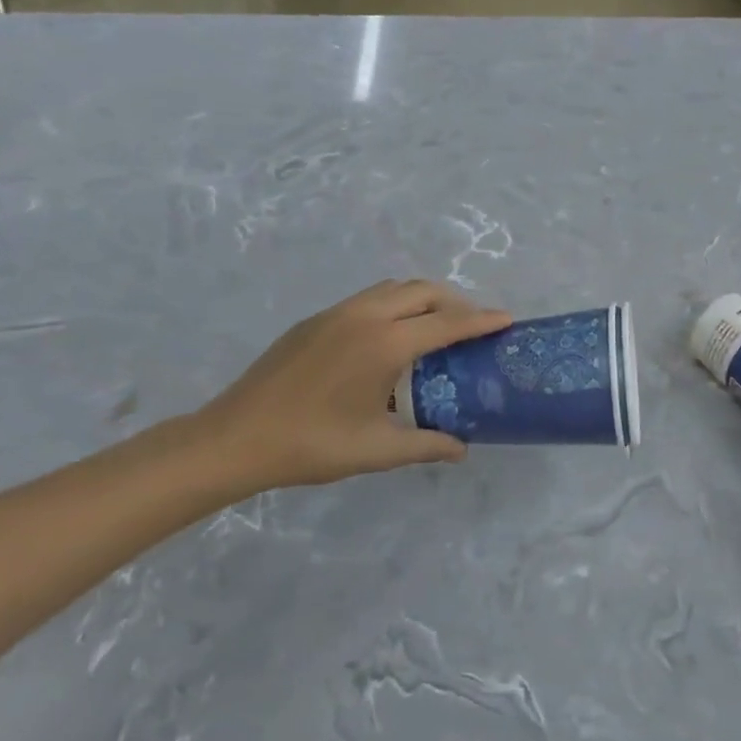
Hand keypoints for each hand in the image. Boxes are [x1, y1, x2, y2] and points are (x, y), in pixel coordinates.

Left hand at [194, 279, 511, 492]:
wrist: (233, 439)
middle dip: (456, 302)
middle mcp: (364, 317)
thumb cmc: (311, 445)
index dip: (481, 320)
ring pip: (393, 289)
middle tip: (473, 327)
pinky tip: (392, 340)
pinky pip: (369, 299)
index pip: (447, 323)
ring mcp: (336, 314)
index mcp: (384, 345)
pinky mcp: (315, 321)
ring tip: (437, 328)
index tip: (507, 319)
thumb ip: (427, 445)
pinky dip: (395, 306)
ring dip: (424, 299)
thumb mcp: (377, 450)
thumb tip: (462, 449)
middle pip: (423, 291)